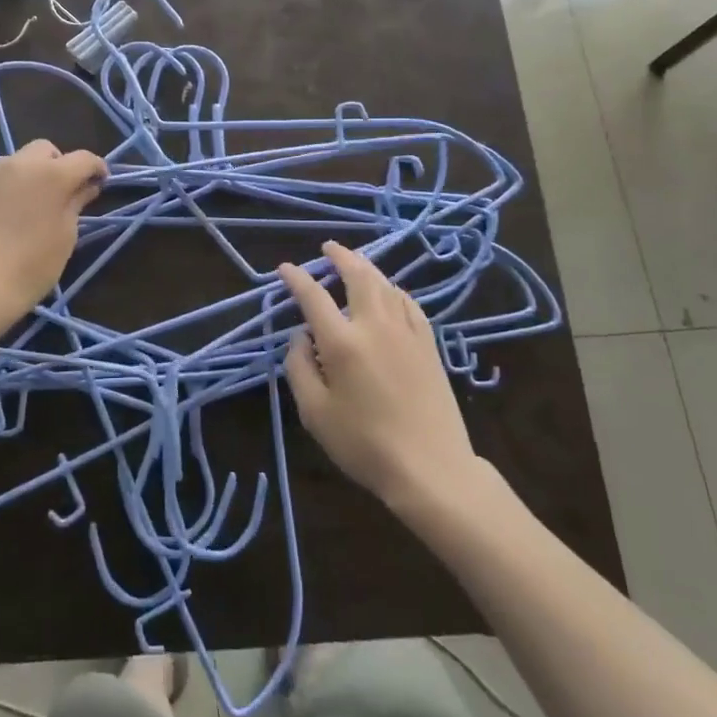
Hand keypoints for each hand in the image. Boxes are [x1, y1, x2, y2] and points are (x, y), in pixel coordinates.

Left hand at [0, 139, 105, 329]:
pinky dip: (0, 194)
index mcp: (51, 175)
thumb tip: (86, 187)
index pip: (83, 158)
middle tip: (60, 193)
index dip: (96, 168)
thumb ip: (76, 204)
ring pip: (14, 164)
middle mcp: (18, 165)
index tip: (100, 183)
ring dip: (26, 178)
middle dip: (57, 164)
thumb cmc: (31, 266)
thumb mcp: (65, 237)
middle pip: (44, 150)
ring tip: (25, 209)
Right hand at [278, 241, 479, 510]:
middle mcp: (375, 326)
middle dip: (341, 256)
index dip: (296, 278)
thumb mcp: (315, 413)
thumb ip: (300, 368)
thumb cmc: (364, 444)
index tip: (285, 268)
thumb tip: (300, 338)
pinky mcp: (429, 345)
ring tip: (355, 262)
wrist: (431, 468)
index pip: (314, 297)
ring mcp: (407, 332)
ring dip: (367, 268)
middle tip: (328, 248)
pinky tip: (390, 292)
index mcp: (342, 342)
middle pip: (359, 276)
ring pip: (386, 285)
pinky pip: (410, 304)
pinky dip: (394, 290)